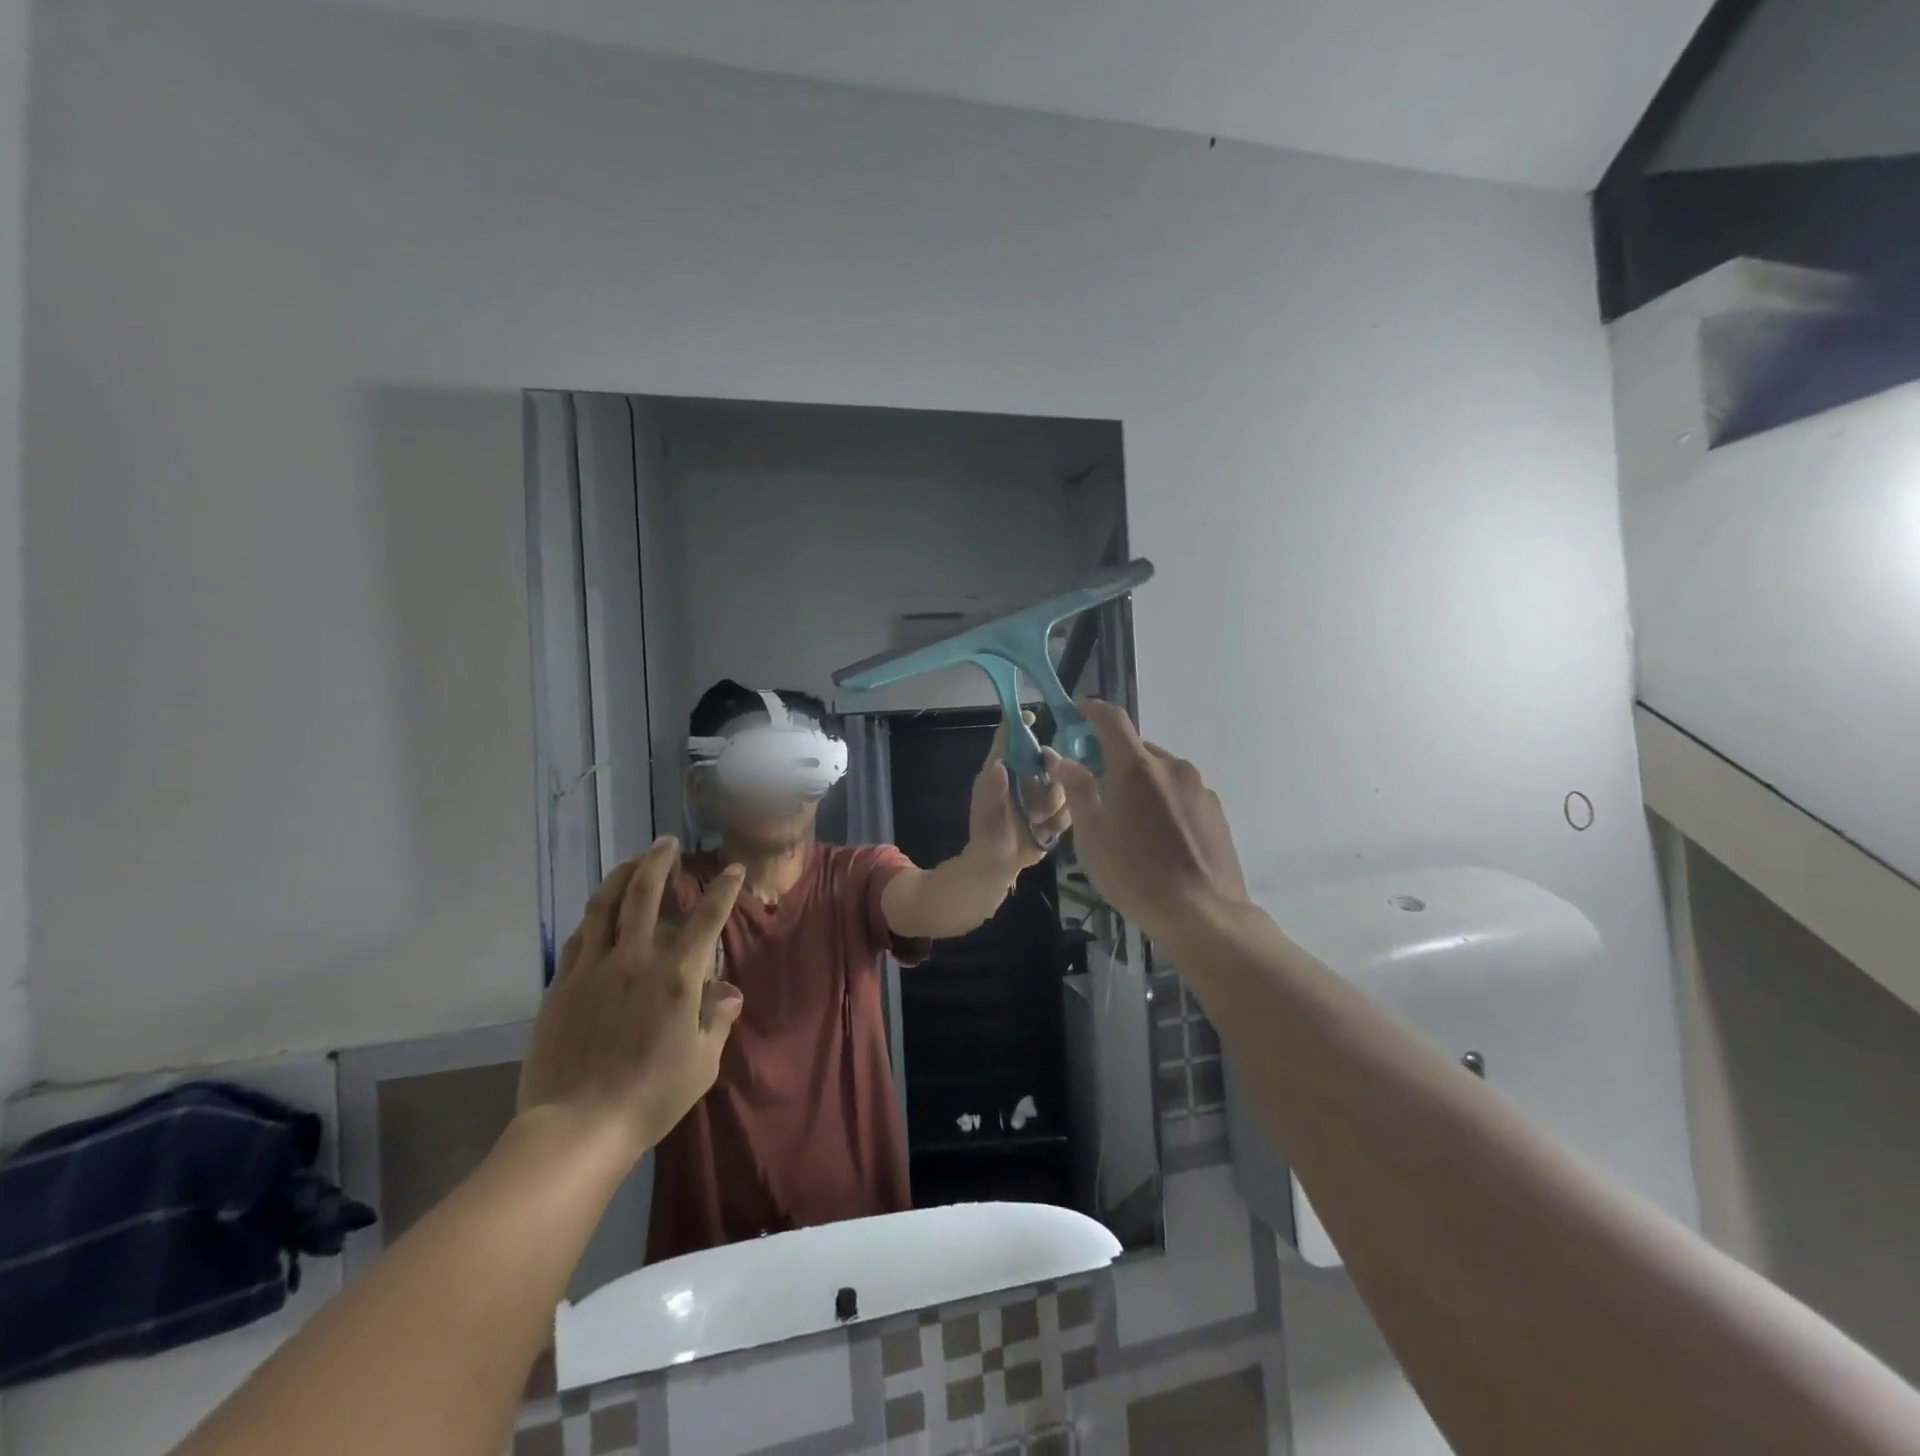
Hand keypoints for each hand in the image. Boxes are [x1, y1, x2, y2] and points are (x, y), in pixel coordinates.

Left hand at [517, 838, 745, 1161]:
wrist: (576, 1127)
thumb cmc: (650, 1096)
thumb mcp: (702, 1063)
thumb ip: (717, 1019)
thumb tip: (728, 991)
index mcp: (677, 976)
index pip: (706, 918)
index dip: (723, 889)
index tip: (732, 869)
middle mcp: (635, 959)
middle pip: (644, 893)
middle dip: (658, 861)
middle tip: (666, 843)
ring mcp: (593, 969)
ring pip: (604, 905)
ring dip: (621, 876)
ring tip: (632, 861)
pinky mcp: (562, 984)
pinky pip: (580, 937)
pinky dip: (594, 916)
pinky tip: (599, 911)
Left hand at [967, 711, 1071, 872]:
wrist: (1000, 864)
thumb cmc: (987, 832)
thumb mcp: (987, 813)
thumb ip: (993, 790)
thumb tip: (998, 764)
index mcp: (1004, 769)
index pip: (1010, 739)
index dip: (1019, 725)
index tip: (1031, 717)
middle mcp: (1026, 776)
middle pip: (1048, 759)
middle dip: (1050, 778)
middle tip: (1041, 798)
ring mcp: (1043, 793)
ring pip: (1063, 786)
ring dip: (1051, 807)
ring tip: (1035, 822)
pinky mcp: (1057, 811)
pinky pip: (1071, 807)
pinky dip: (1058, 821)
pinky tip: (1043, 831)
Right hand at [1045, 699, 1250, 943]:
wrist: (1202, 912)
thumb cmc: (1135, 873)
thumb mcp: (1092, 835)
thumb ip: (1078, 789)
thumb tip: (1062, 759)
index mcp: (1137, 767)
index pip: (1112, 720)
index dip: (1092, 709)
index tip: (1078, 709)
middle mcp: (1172, 766)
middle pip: (1137, 750)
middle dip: (1114, 761)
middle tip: (1098, 791)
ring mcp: (1199, 788)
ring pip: (1160, 773)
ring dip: (1141, 784)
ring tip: (1130, 823)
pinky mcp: (1215, 811)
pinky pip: (1180, 793)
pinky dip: (1163, 802)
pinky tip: (1159, 838)